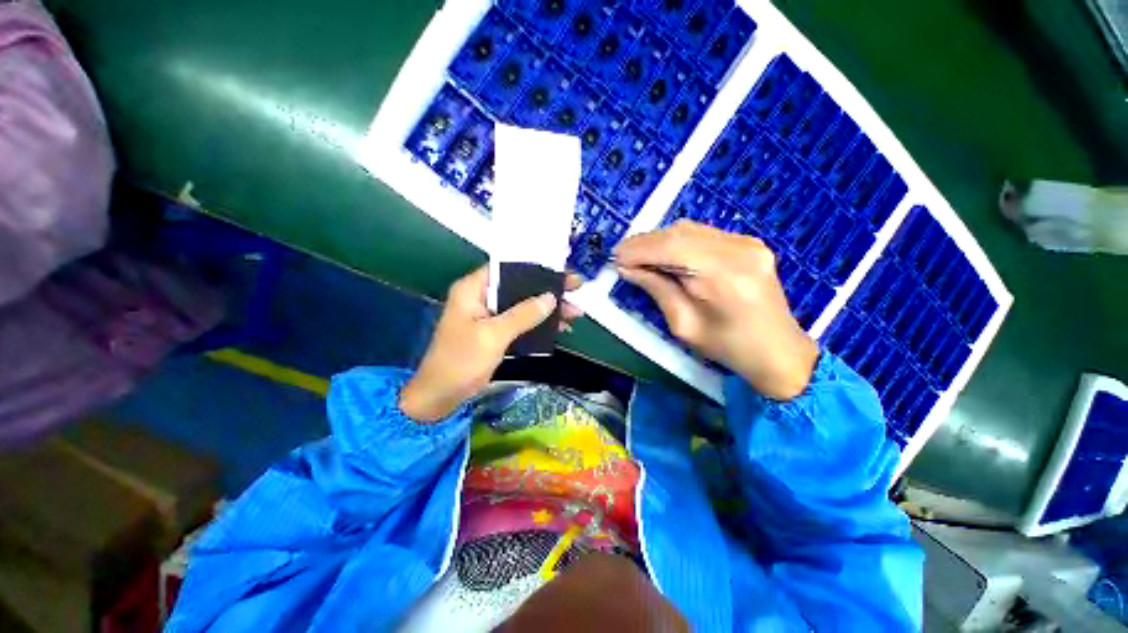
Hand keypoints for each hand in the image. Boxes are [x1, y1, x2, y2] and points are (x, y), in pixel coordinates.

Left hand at [400, 266, 584, 421]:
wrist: (440, 396)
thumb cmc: (461, 361)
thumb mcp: (493, 335)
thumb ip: (523, 315)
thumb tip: (551, 297)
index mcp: (473, 289)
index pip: (508, 269)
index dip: (536, 268)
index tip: (562, 273)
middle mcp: (481, 297)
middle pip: (520, 287)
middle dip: (548, 291)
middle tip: (577, 290)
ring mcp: (489, 316)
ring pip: (523, 306)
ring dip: (548, 310)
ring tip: (575, 313)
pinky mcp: (495, 332)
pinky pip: (521, 323)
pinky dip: (539, 325)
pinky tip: (559, 329)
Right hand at [614, 221, 817, 399]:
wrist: (777, 350)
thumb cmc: (727, 347)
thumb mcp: (683, 325)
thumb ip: (657, 289)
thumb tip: (627, 269)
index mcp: (724, 276)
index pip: (672, 248)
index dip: (639, 249)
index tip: (615, 258)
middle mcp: (739, 249)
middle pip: (680, 232)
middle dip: (645, 242)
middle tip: (622, 256)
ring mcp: (747, 242)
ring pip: (690, 229)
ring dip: (659, 240)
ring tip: (639, 256)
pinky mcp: (748, 243)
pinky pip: (703, 234)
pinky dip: (677, 241)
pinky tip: (665, 255)